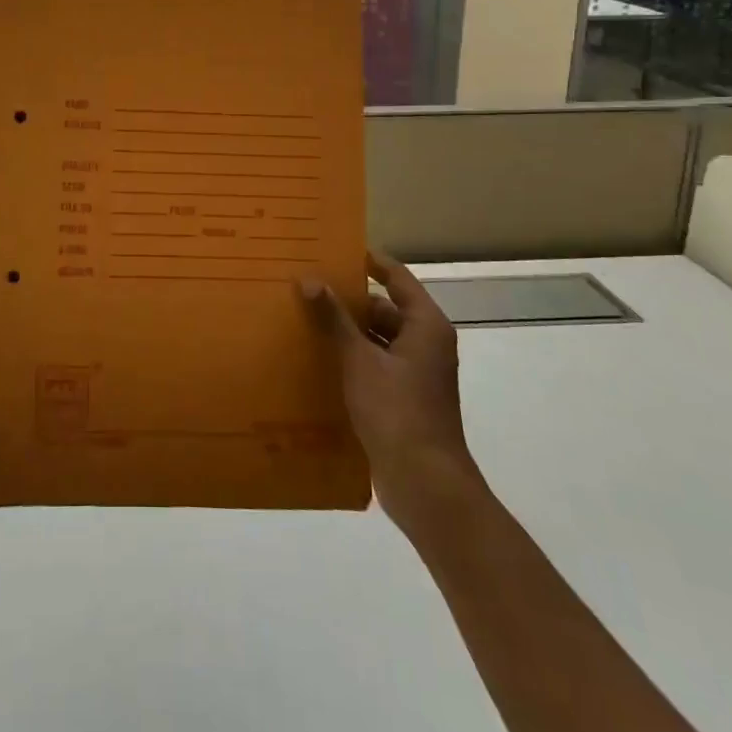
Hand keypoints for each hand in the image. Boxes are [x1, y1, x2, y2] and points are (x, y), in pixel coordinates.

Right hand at [301, 252, 477, 528]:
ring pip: (377, 339)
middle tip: (308, 285)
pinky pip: (374, 365)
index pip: (397, 277)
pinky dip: (351, 358)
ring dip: (347, 331)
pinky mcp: (403, 399)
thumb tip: (309, 279)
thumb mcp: (359, 360)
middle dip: (349, 299)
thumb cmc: (397, 411)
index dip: (369, 261)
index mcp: (426, 326)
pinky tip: (317, 358)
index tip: (336, 247)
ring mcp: (416, 374)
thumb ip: (334, 319)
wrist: (425, 484)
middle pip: (385, 308)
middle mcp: (426, 344)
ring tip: (305, 318)